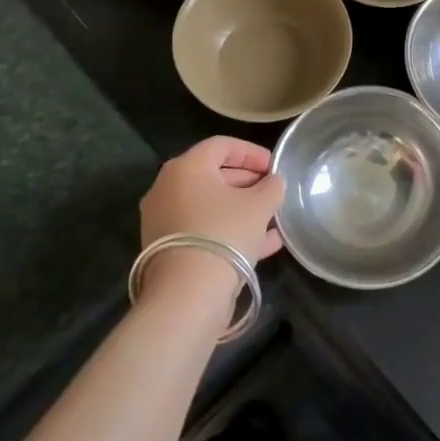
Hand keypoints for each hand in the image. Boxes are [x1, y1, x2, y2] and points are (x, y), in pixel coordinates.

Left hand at [138, 137, 286, 299]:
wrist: (187, 295)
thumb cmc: (225, 233)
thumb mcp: (259, 205)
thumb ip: (271, 187)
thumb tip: (273, 182)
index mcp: (186, 167)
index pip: (222, 145)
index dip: (252, 152)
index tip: (275, 166)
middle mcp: (167, 189)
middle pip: (213, 175)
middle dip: (248, 182)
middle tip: (273, 192)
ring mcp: (164, 221)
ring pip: (210, 206)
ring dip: (242, 209)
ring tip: (273, 219)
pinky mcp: (168, 250)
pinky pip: (204, 230)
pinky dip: (230, 231)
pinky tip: (264, 244)